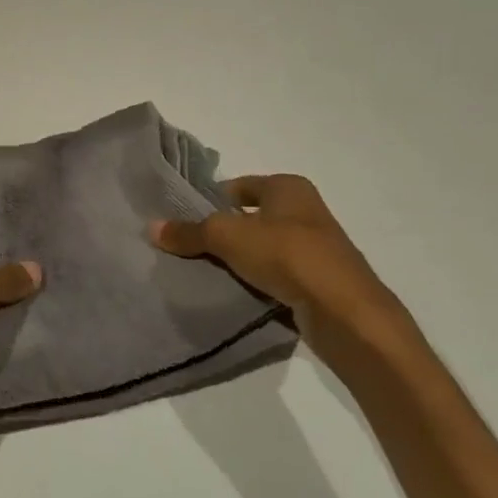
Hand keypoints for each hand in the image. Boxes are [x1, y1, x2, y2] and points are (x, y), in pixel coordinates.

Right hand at [150, 175, 415, 363]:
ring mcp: (316, 248)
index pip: (240, 185)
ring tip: (207, 271)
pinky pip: (278, 275)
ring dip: (241, 258)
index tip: (186, 218)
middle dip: (224, 230)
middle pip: (252, 216)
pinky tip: (237, 292)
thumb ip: (190, 232)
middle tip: (190, 246)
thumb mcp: (227, 237)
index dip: (212, 198)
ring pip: (265, 247)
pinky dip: (259, 280)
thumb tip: (152, 227)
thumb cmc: (287, 255)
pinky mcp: (319, 281)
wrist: (345, 312)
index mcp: (289, 187)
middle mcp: (305, 211)